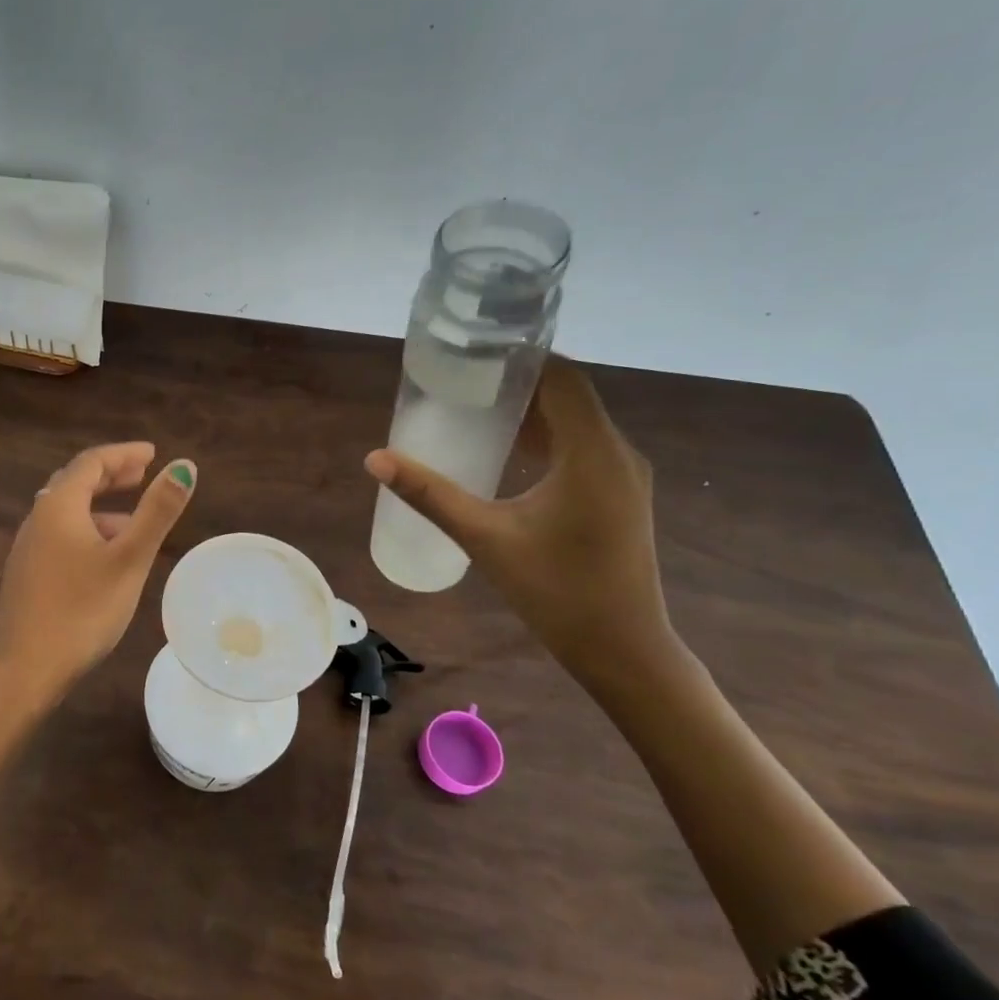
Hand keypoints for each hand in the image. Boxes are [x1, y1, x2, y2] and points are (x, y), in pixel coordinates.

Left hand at [0, 442, 196, 698]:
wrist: (25, 670)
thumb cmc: (82, 610)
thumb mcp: (129, 559)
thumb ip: (157, 511)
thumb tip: (184, 466)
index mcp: (59, 506)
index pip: (91, 462)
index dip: (124, 454)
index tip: (152, 454)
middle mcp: (37, 519)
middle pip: (75, 483)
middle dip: (110, 476)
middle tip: (142, 475)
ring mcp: (27, 548)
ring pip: (67, 512)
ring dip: (99, 506)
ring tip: (132, 520)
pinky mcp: (26, 575)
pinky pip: (59, 535)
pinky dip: (86, 529)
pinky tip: (104, 558)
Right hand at [365, 358, 679, 686]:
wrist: (622, 649)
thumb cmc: (556, 591)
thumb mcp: (484, 537)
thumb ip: (429, 494)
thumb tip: (376, 459)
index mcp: (592, 453)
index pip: (562, 378)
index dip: (521, 356)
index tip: (474, 349)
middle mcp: (616, 453)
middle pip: (568, 395)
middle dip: (516, 381)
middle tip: (460, 377)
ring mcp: (622, 475)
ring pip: (575, 421)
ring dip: (530, 410)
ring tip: (474, 405)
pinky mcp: (618, 494)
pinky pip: (580, 446)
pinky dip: (544, 437)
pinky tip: (506, 450)